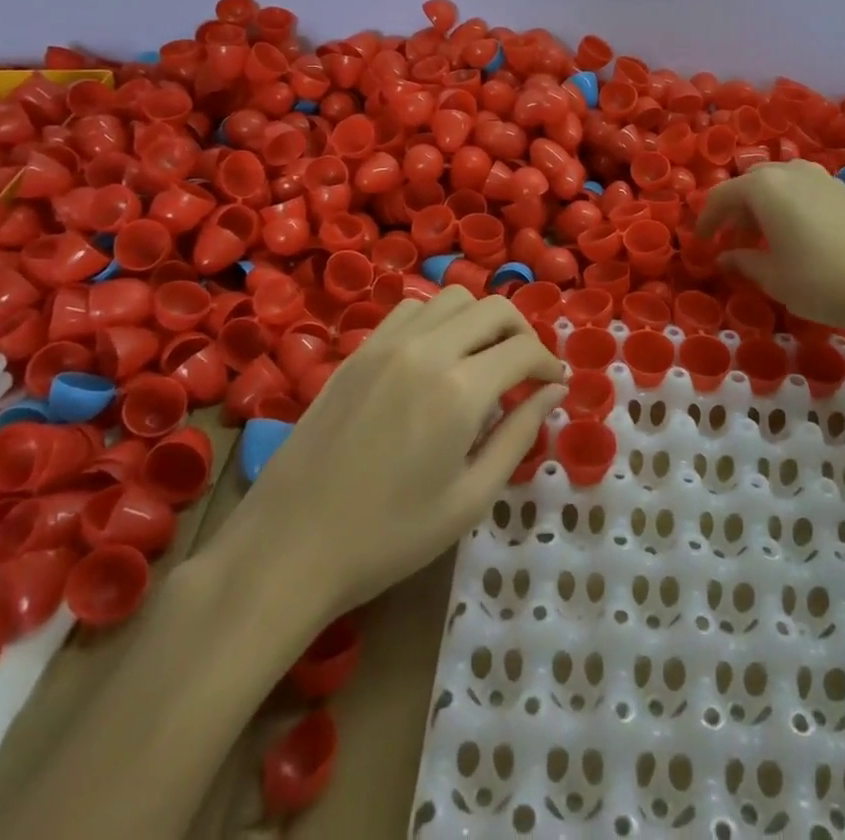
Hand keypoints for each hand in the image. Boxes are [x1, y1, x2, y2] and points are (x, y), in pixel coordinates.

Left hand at [203, 286, 566, 617]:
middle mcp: (428, 350)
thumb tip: (554, 392)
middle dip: (522, 332)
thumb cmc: (389, 536)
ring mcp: (387, 343)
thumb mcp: (470, 498)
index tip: (553, 384)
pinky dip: (438, 319)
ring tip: (483, 358)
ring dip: (480, 319)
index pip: (523, 350)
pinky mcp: (359, 350)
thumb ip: (519, 435)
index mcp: (460, 390)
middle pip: (493, 309)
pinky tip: (436, 357)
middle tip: (526, 369)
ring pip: (452, 299)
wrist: (291, 545)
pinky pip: (411, 310)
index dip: (548, 364)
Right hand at [697, 159, 844, 353]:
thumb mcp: (772, 277)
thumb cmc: (820, 281)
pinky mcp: (844, 190)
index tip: (701, 243)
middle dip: (735, 211)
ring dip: (762, 208)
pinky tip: (794, 237)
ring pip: (778, 185)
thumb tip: (726, 257)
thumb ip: (743, 261)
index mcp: (764, 187)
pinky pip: (802, 190)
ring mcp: (821, 178)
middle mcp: (790, 172)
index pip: (722, 196)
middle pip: (750, 184)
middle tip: (731, 241)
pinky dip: (787, 207)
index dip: (707, 220)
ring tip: (762, 241)